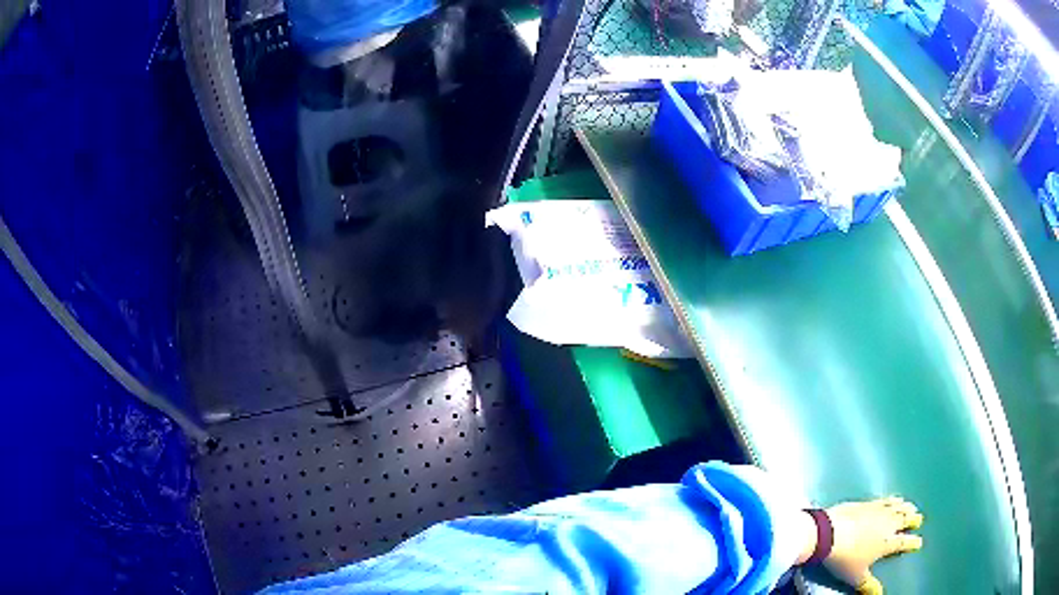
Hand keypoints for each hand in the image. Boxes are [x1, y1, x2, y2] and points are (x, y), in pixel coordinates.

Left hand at [823, 497, 923, 593]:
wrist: (830, 533)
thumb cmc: (845, 558)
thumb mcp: (857, 576)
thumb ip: (869, 585)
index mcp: (888, 542)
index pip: (904, 542)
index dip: (913, 543)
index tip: (919, 543)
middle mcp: (888, 523)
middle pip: (904, 520)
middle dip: (913, 520)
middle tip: (918, 519)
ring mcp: (878, 510)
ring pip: (898, 507)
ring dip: (906, 507)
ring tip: (911, 508)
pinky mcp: (868, 502)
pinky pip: (886, 499)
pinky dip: (893, 499)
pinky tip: (894, 499)